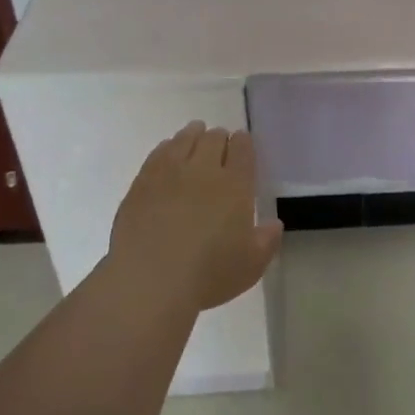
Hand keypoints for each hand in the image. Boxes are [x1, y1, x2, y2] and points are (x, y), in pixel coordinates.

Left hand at [108, 122, 282, 312]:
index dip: (243, 143)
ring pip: (184, 140)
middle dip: (219, 137)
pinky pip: (158, 154)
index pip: (242, 150)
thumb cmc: (208, 275)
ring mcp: (169, 173)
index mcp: (235, 185)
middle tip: (220, 142)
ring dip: (193, 135)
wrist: (150, 280)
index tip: (242, 142)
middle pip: (213, 139)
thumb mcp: (251, 265)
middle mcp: (203, 170)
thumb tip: (273, 224)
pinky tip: (167, 151)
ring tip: (195, 134)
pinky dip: (167, 147)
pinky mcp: (141, 183)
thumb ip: (266, 241)